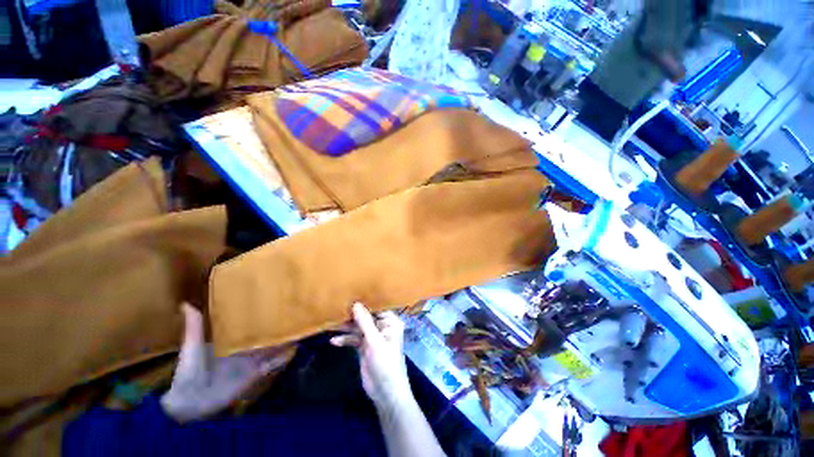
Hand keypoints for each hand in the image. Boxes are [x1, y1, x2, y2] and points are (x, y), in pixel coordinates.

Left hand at [160, 303, 292, 422]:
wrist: (191, 402)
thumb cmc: (190, 371)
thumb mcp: (192, 346)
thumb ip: (194, 327)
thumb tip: (186, 303)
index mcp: (230, 341)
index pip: (249, 326)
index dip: (261, 317)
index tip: (274, 303)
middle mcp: (244, 350)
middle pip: (264, 336)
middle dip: (276, 326)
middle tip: (292, 313)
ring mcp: (251, 362)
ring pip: (272, 348)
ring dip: (283, 340)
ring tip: (299, 327)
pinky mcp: (255, 374)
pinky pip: (273, 364)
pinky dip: (284, 357)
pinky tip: (295, 347)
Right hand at [331, 303, 410, 409]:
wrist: (385, 393)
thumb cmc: (385, 363)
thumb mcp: (374, 342)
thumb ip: (364, 322)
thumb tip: (355, 303)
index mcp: (391, 322)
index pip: (377, 307)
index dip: (364, 302)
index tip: (350, 294)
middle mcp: (383, 327)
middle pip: (366, 317)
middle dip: (352, 315)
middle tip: (337, 309)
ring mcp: (373, 337)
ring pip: (358, 328)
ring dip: (346, 328)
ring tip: (332, 324)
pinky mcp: (365, 347)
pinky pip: (354, 339)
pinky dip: (345, 340)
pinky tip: (334, 341)